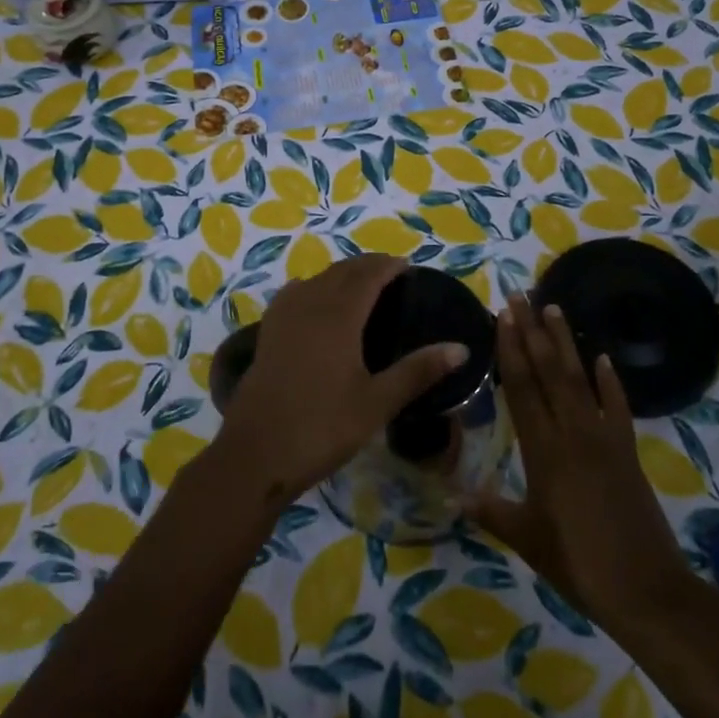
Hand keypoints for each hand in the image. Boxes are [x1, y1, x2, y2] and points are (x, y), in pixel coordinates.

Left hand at [213, 254, 468, 506]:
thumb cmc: (323, 427)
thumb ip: (418, 371)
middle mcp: (310, 304)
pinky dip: (312, 287)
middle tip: (390, 273)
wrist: (257, 452)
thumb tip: (461, 349)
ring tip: (359, 285)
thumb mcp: (377, 402)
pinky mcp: (267, 332)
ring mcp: (284, 316)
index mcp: (339, 315)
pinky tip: (315, 303)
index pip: (367, 275)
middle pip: (341, 271)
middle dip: (367, 266)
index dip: (388, 265)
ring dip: (340, 274)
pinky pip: (294, 294)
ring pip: (316, 279)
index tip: (408, 266)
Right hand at [466, 295, 690, 636]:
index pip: (522, 389)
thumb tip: (454, 494)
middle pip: (549, 371)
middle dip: (533, 331)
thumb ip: (492, 511)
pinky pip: (617, 407)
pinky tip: (603, 358)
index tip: (504, 316)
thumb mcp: (527, 540)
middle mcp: (572, 433)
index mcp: (543, 452)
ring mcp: (603, 438)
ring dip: (565, 342)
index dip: (511, 350)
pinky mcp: (627, 451)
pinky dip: (610, 381)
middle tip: (521, 296)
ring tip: (554, 308)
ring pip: (579, 379)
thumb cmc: (579, 565)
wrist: (646, 590)